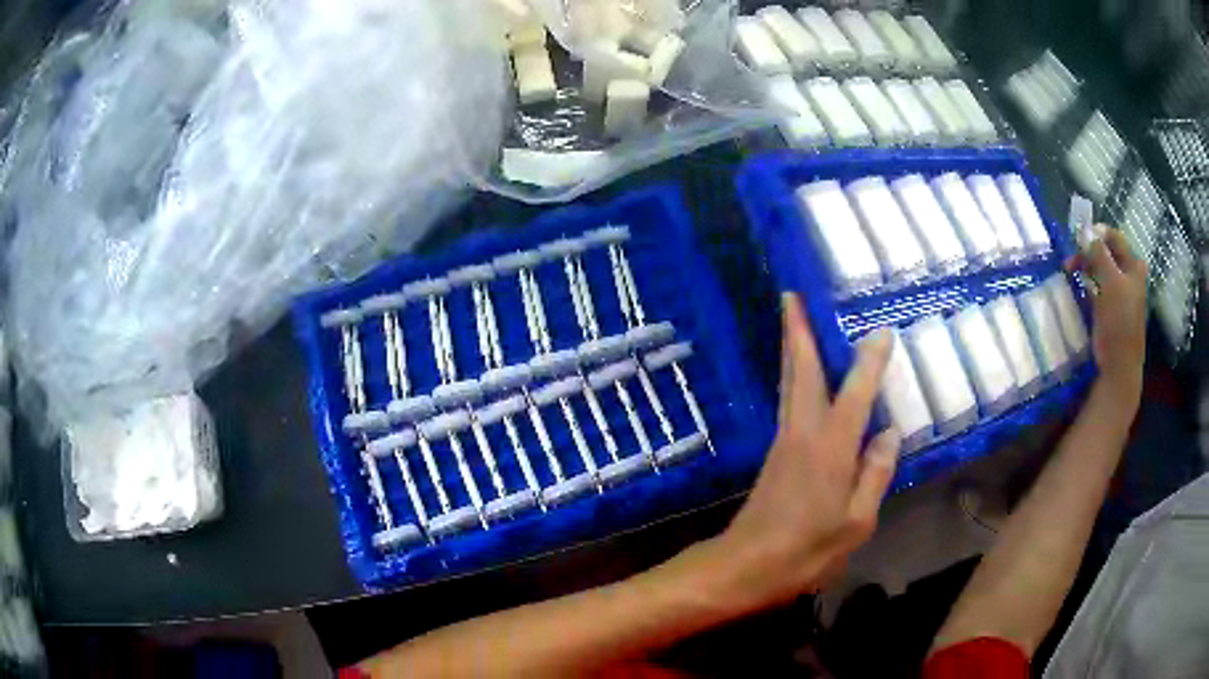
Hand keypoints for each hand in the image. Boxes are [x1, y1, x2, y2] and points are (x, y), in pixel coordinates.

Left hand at [706, 292, 900, 610]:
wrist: (745, 566)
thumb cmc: (806, 551)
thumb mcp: (856, 523)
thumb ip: (875, 475)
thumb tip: (889, 433)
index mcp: (830, 448)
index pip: (855, 392)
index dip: (868, 360)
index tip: (880, 330)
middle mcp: (803, 433)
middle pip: (801, 371)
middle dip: (798, 330)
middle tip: (792, 294)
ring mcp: (784, 441)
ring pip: (790, 383)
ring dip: (793, 348)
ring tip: (795, 319)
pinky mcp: (775, 454)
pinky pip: (789, 403)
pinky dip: (795, 377)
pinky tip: (804, 376)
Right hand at [1066, 227, 1147, 412]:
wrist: (1119, 370)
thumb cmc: (1118, 324)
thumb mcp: (1110, 283)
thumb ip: (1098, 254)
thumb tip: (1085, 230)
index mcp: (1134, 267)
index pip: (1115, 237)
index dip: (1096, 234)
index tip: (1077, 238)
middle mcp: (1130, 278)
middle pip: (1108, 254)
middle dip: (1088, 253)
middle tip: (1071, 260)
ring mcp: (1122, 296)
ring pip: (1102, 271)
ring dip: (1086, 269)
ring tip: (1071, 275)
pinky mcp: (1113, 312)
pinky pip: (1099, 290)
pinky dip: (1088, 286)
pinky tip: (1079, 291)